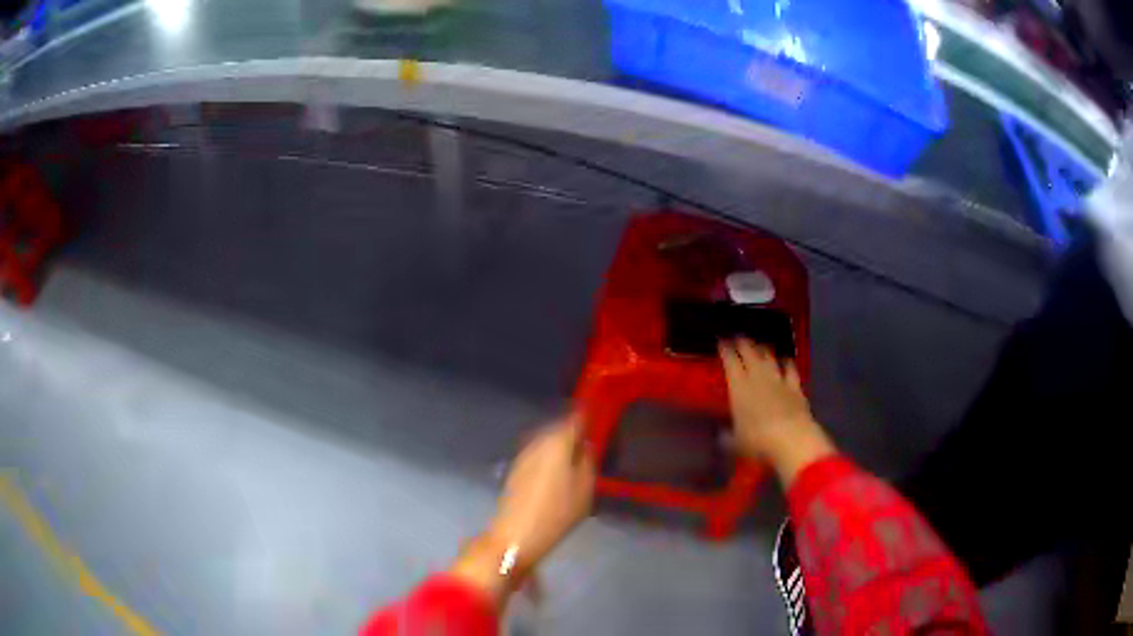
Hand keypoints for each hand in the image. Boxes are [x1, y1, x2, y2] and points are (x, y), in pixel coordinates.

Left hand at [450, 414, 594, 604]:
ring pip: (546, 442)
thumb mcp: (585, 488)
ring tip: (574, 462)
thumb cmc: (557, 512)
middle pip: (558, 429)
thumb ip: (587, 461)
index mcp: (557, 442)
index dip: (587, 419)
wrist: (516, 535)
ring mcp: (523, 455)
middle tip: (588, 446)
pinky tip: (556, 474)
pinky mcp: (515, 470)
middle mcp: (537, 441)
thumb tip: (585, 445)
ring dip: (559, 447)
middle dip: (572, 434)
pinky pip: (537, 455)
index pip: (575, 419)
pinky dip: (548, 459)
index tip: (597, 423)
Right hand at [719, 339, 834, 486]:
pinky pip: (790, 369)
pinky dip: (787, 363)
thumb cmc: (756, 440)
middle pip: (749, 353)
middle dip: (743, 342)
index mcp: (738, 387)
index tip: (721, 341)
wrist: (790, 438)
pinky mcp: (795, 386)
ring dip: (763, 349)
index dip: (725, 349)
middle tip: (738, 336)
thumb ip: (726, 435)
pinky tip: (786, 360)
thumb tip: (720, 434)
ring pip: (769, 357)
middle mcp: (758, 377)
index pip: (730, 361)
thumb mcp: (734, 442)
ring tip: (759, 344)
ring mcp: (778, 380)